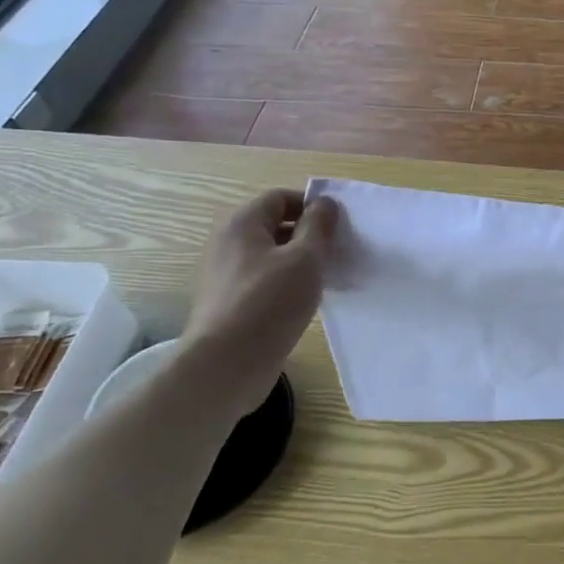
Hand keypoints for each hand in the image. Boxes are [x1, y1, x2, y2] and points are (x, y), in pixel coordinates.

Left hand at [181, 190, 338, 417]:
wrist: (225, 366)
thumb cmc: (269, 302)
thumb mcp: (305, 258)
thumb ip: (319, 226)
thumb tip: (325, 203)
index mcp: (242, 225)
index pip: (280, 198)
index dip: (311, 205)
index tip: (338, 226)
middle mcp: (229, 244)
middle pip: (275, 226)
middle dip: (309, 234)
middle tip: (337, 251)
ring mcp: (227, 276)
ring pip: (272, 256)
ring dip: (300, 261)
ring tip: (327, 277)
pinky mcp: (231, 304)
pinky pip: (265, 281)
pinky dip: (287, 284)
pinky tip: (307, 301)